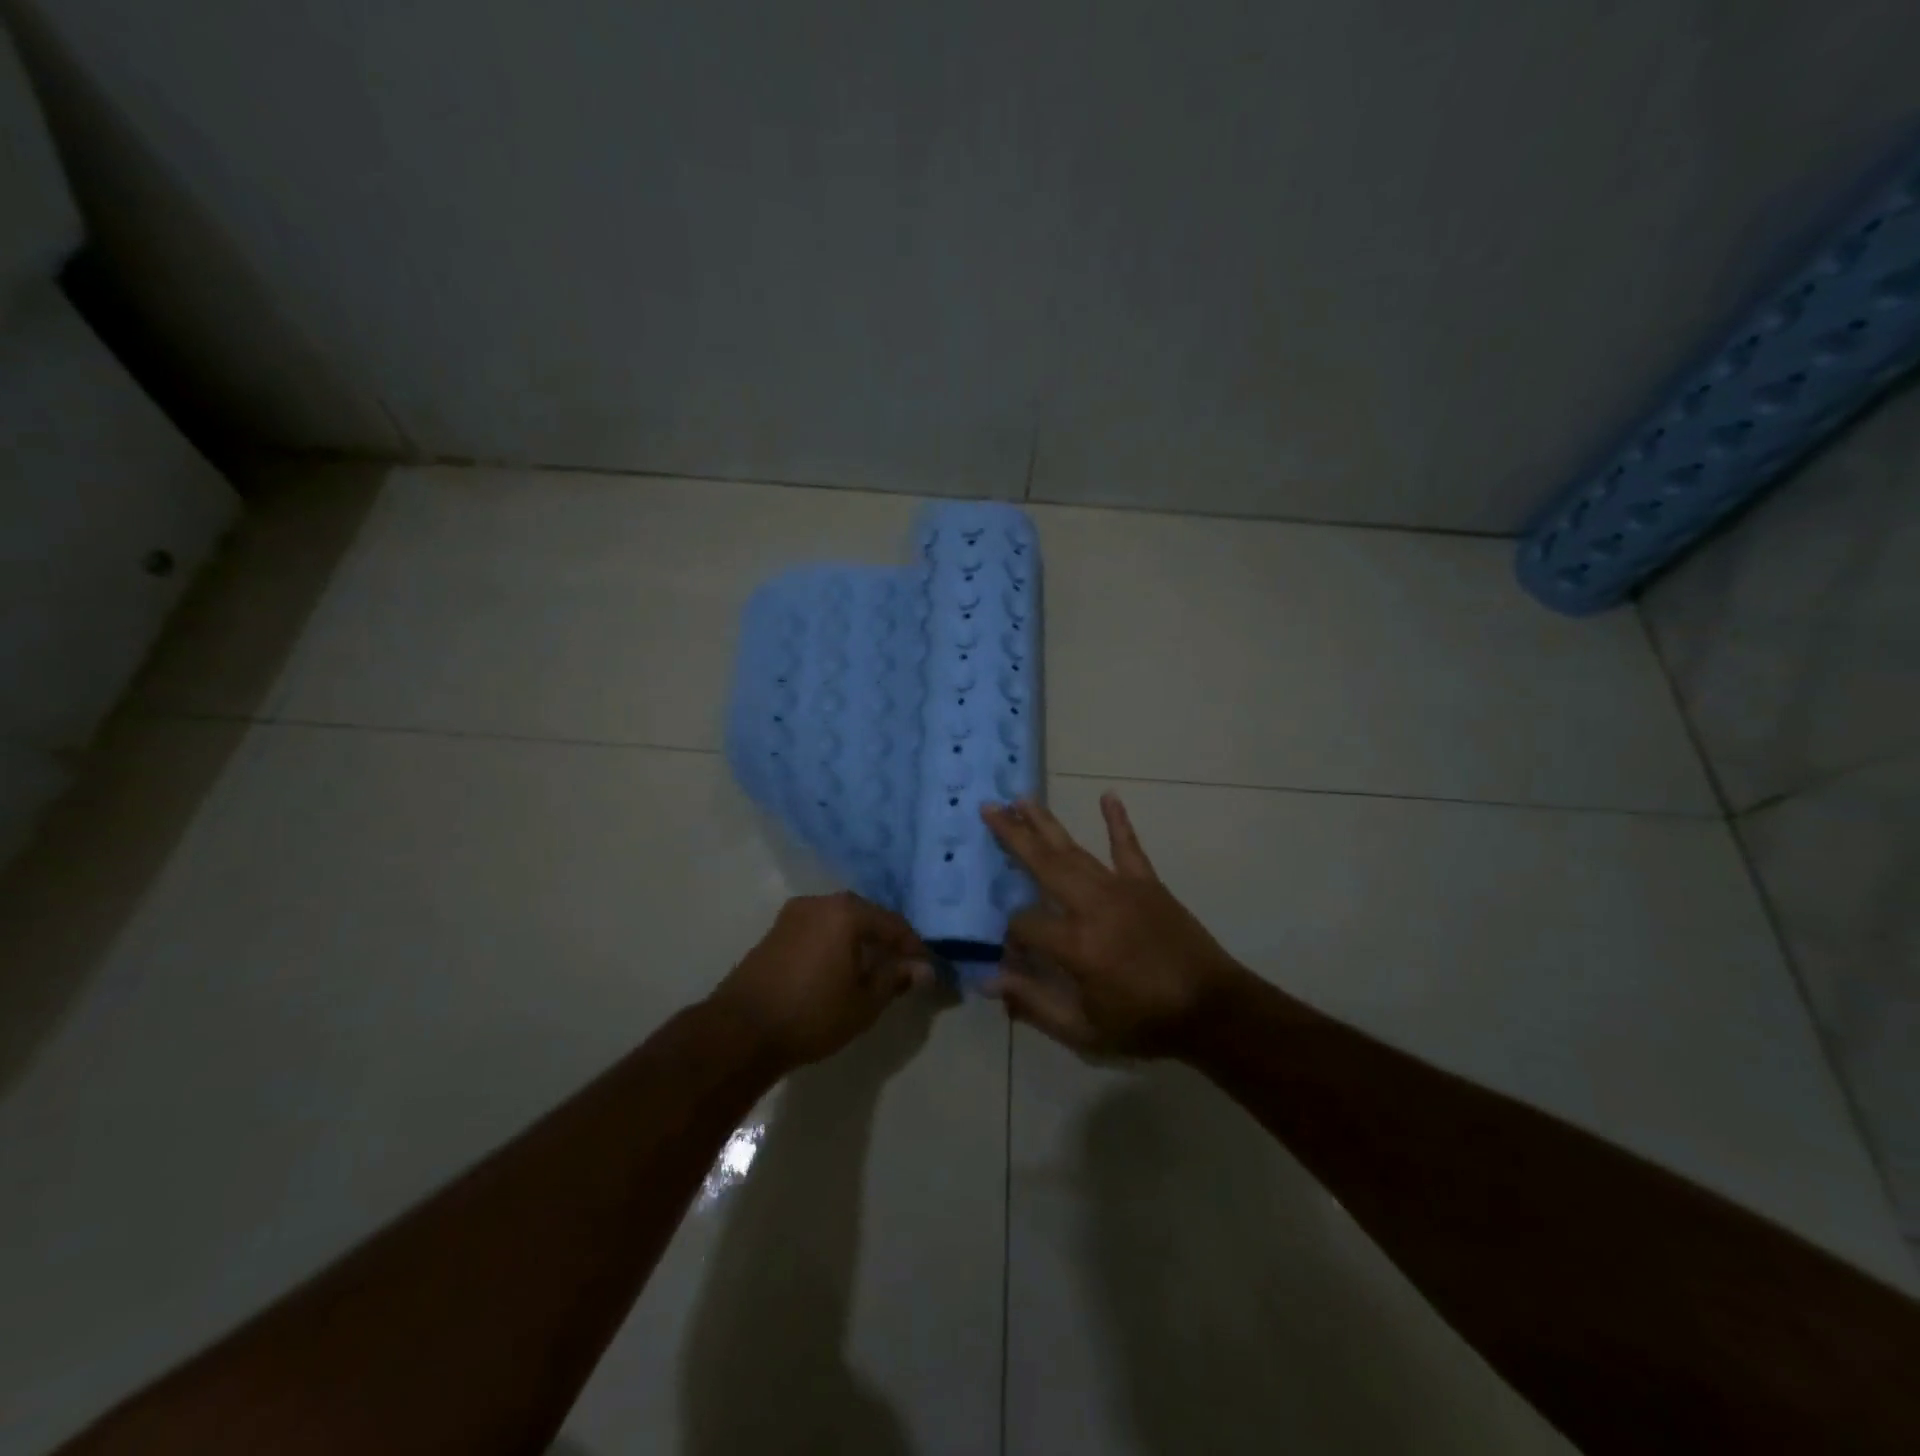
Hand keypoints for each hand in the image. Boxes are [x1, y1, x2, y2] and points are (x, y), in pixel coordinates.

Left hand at [709, 893, 933, 1072]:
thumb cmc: (812, 1014)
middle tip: (901, 969)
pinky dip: (834, 946)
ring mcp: (792, 915)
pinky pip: (817, 932)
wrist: (740, 1031)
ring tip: (872, 973)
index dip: (913, 947)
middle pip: (865, 917)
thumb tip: (923, 968)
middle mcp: (819, 902)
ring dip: (858, 943)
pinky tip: (839, 971)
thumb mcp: (864, 1002)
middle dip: (885, 942)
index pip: (893, 923)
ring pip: (839, 924)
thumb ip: (896, 978)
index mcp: (846, 911)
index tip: (926, 970)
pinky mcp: (774, 933)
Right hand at [982, 795, 1249, 1057]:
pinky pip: (1128, 847)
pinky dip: (1118, 821)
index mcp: (1076, 943)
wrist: (1212, 1009)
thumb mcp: (1084, 1030)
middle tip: (988, 808)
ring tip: (1021, 799)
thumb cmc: (1145, 1023)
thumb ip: (1034, 1003)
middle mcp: (1093, 905)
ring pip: (1074, 850)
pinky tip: (1108, 796)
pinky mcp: (1147, 883)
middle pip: (1043, 863)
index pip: (1025, 924)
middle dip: (1012, 835)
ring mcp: (1121, 888)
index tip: (1012, 958)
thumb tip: (988, 981)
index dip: (1011, 938)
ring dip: (1046, 823)